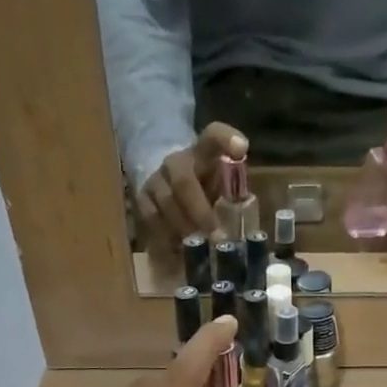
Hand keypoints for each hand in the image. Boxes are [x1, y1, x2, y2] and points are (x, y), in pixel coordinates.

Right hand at [137, 122, 248, 243]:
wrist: (165, 183)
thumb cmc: (202, 184)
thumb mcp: (221, 180)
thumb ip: (233, 186)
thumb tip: (245, 206)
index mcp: (201, 151)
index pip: (214, 135)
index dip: (226, 139)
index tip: (241, 148)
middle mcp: (175, 161)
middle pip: (184, 182)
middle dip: (201, 212)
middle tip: (217, 237)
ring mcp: (155, 179)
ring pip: (166, 202)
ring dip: (184, 228)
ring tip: (200, 248)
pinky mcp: (141, 198)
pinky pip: (151, 218)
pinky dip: (165, 236)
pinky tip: (179, 251)